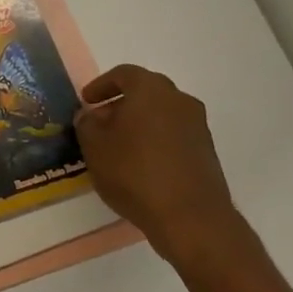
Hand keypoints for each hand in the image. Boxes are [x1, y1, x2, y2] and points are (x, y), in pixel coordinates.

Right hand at [74, 65, 238, 265]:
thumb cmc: (135, 172)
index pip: (123, 74)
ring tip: (118, 146)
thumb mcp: (95, 147)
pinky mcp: (206, 152)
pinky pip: (173, 135)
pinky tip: (140, 164)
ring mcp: (197, 126)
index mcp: (151, 89)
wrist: (190, 217)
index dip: (101, 85)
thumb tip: (90, 115)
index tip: (86, 101)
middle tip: (100, 122)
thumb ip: (87, 124)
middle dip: (120, 104)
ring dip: (138, 123)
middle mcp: (179, 100)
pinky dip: (155, 140)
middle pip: (145, 92)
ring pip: (161, 114)